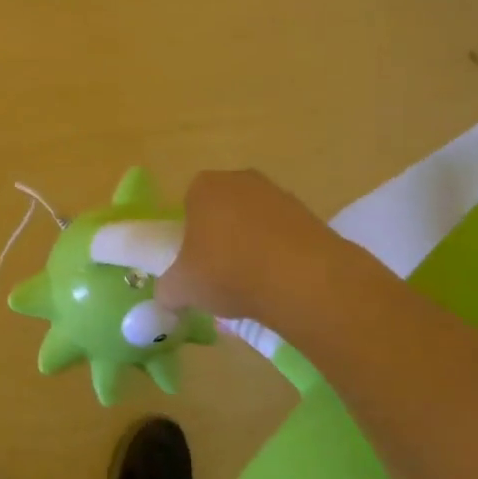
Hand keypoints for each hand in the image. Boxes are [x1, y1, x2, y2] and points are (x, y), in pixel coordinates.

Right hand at [155, 169, 346, 325]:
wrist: (301, 279)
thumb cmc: (226, 271)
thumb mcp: (181, 288)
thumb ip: (167, 291)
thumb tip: (167, 298)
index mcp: (204, 186)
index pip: (189, 205)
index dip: (189, 236)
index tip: (194, 264)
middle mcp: (240, 180)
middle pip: (223, 210)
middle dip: (221, 238)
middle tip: (220, 275)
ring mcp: (279, 195)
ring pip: (255, 223)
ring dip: (252, 247)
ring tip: (252, 286)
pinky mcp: (310, 216)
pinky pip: (284, 236)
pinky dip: (280, 256)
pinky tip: (279, 284)